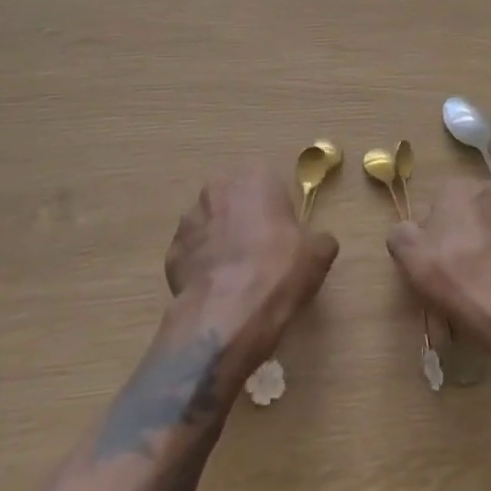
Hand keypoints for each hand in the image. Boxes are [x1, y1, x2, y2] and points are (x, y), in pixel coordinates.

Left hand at [164, 164, 338, 371]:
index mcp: (255, 177)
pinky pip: (193, 255)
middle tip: (261, 255)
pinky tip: (217, 292)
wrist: (229, 314)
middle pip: (236, 201)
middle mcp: (218, 188)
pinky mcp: (172, 252)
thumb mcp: (318, 254)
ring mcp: (190, 219)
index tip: (284, 238)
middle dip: (245, 221)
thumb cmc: (279, 270)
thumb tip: (317, 243)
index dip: (277, 212)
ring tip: (237, 279)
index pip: (269, 185)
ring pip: (211, 226)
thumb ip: (318, 239)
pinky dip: (203, 268)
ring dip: (221, 243)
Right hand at [387, 179, 490, 341]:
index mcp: (461, 186)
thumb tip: (407, 231)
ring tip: (483, 282)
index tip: (433, 259)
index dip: (433, 233)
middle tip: (457, 271)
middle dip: (464, 235)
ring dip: (490, 246)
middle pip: (471, 213)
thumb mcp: (409, 255)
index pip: (440, 203)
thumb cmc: (455, 274)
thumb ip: (401, 234)